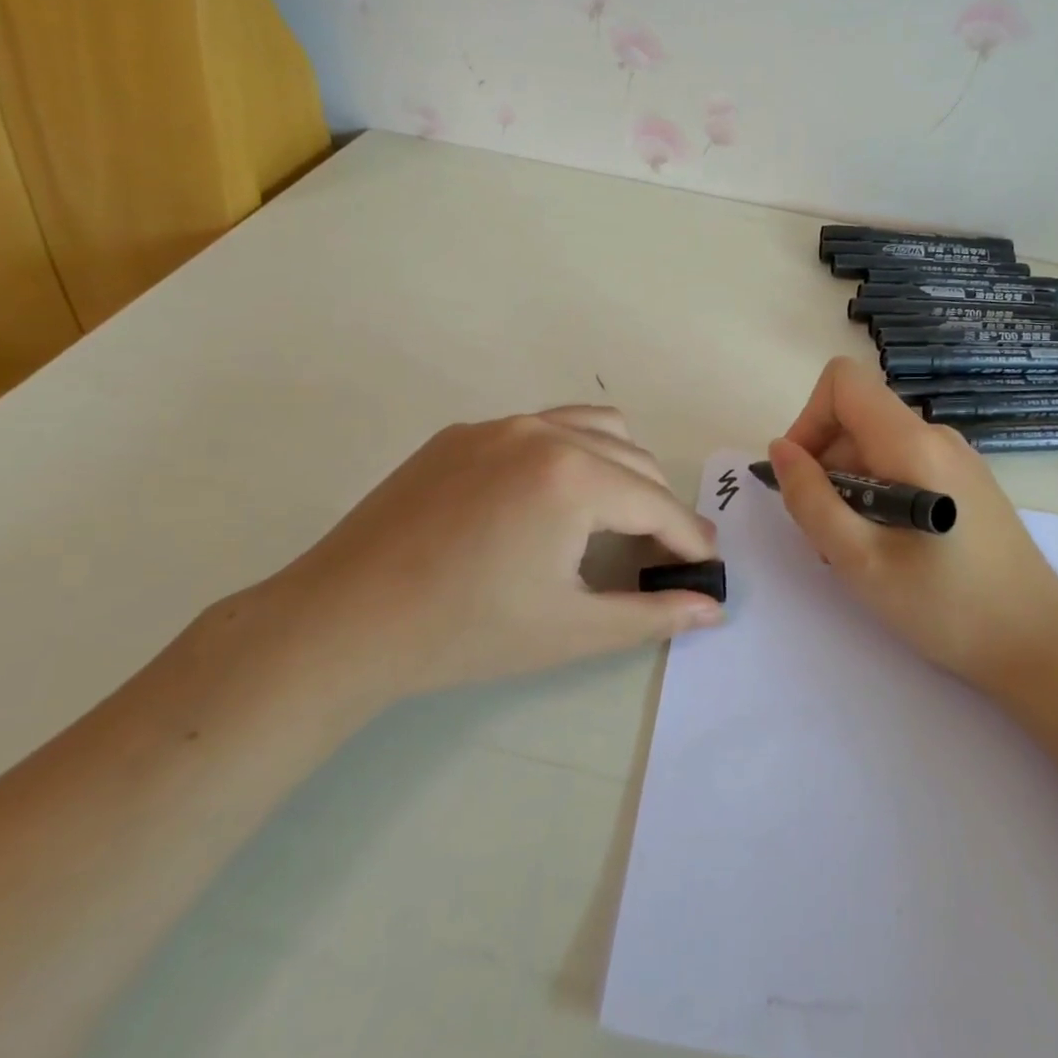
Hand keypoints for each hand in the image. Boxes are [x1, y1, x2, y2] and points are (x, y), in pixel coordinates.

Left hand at [248, 406, 720, 712]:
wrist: (343, 621)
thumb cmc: (466, 632)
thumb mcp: (571, 630)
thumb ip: (651, 615)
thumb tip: (713, 610)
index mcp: (575, 478)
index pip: (658, 505)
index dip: (690, 539)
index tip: (707, 564)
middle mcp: (545, 433)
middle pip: (636, 462)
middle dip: (659, 509)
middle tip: (657, 556)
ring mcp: (500, 425)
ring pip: (596, 428)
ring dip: (622, 468)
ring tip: (612, 518)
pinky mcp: (464, 432)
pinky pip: (543, 428)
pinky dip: (572, 454)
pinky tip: (548, 501)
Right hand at [769, 357, 1057, 693]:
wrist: (1041, 646)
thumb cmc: (947, 606)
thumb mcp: (859, 560)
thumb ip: (811, 499)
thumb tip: (780, 450)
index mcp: (912, 443)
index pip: (843, 380)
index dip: (809, 419)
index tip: (804, 477)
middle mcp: (936, 436)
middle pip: (856, 419)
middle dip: (826, 467)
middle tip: (830, 537)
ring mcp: (956, 459)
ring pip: (876, 448)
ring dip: (850, 489)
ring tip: (860, 552)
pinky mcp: (966, 484)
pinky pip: (903, 467)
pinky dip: (878, 497)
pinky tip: (890, 550)